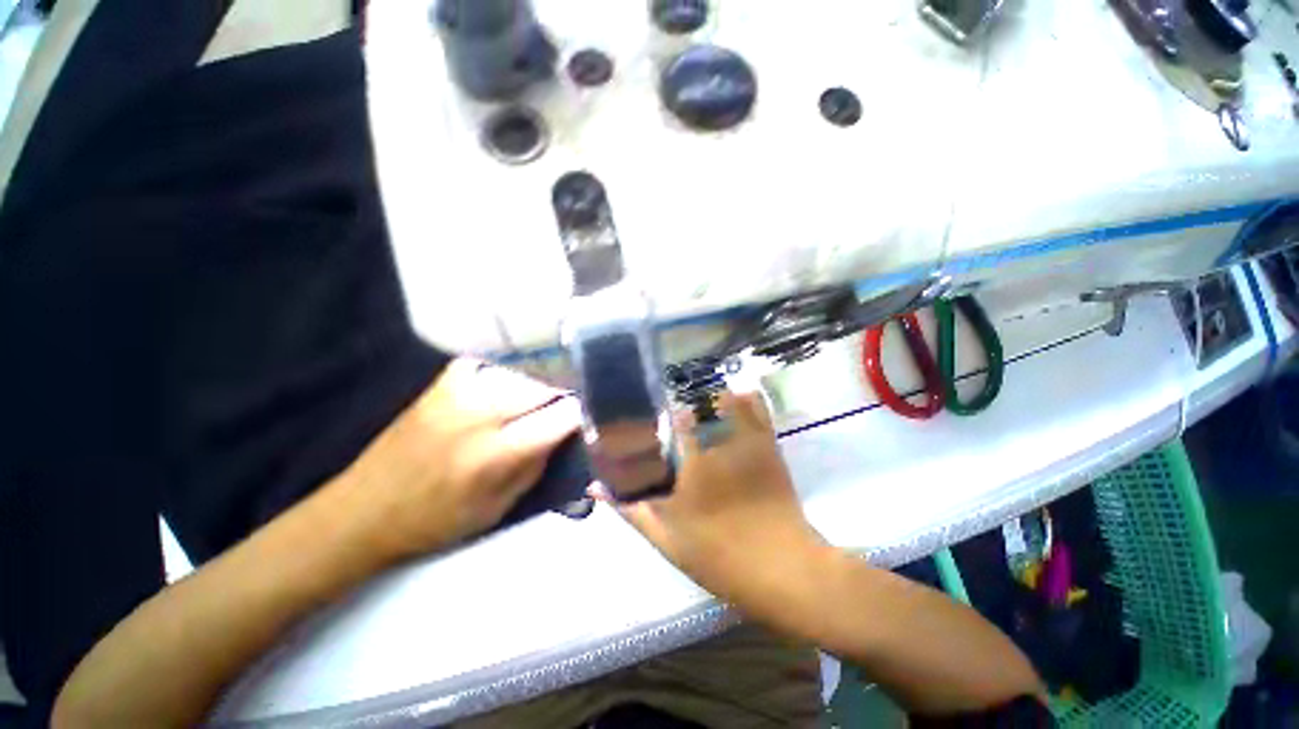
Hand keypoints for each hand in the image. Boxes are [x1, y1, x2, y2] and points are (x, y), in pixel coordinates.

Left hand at [343, 358, 581, 561]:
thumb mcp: (500, 506)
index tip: (597, 412)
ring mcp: (461, 388)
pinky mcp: (446, 378)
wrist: (365, 509)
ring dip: (547, 377)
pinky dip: (516, 367)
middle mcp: (480, 411)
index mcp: (496, 452)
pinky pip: (497, 361)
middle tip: (582, 397)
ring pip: (526, 368)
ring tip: (557, 387)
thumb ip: (539, 461)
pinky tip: (521, 378)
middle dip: (570, 389)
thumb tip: (567, 429)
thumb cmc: (437, 520)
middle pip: (547, 384)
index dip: (586, 411)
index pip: (562, 416)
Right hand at [597, 392, 824, 605]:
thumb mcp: (666, 538)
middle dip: (680, 396)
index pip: (666, 415)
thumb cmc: (720, 557)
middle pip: (695, 400)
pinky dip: (744, 396)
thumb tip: (595, 486)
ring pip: (725, 396)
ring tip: (696, 393)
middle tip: (669, 400)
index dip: (653, 406)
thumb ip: (631, 508)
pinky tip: (733, 394)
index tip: (643, 407)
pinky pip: (757, 407)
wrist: (785, 570)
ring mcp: (746, 439)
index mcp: (690, 461)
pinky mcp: (769, 444)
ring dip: (709, 391)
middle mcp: (717, 441)